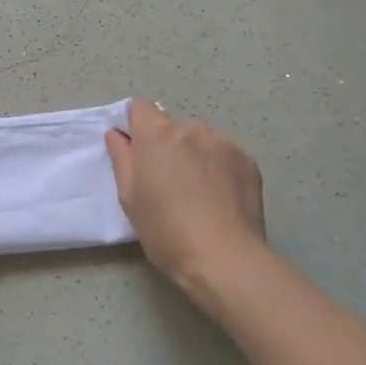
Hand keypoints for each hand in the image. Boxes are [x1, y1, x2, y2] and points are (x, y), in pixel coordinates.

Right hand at [104, 98, 265, 306]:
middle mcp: (191, 129)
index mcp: (156, 135)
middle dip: (167, 147)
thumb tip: (117, 135)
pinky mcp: (248, 161)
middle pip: (172, 127)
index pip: (140, 107)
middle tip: (167, 183)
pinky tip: (220, 199)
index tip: (136, 151)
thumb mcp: (129, 196)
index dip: (135, 126)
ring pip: (200, 141)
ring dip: (194, 156)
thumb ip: (121, 157)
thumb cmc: (164, 229)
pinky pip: (225, 155)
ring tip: (198, 193)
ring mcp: (223, 143)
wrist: (223, 257)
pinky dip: (219, 169)